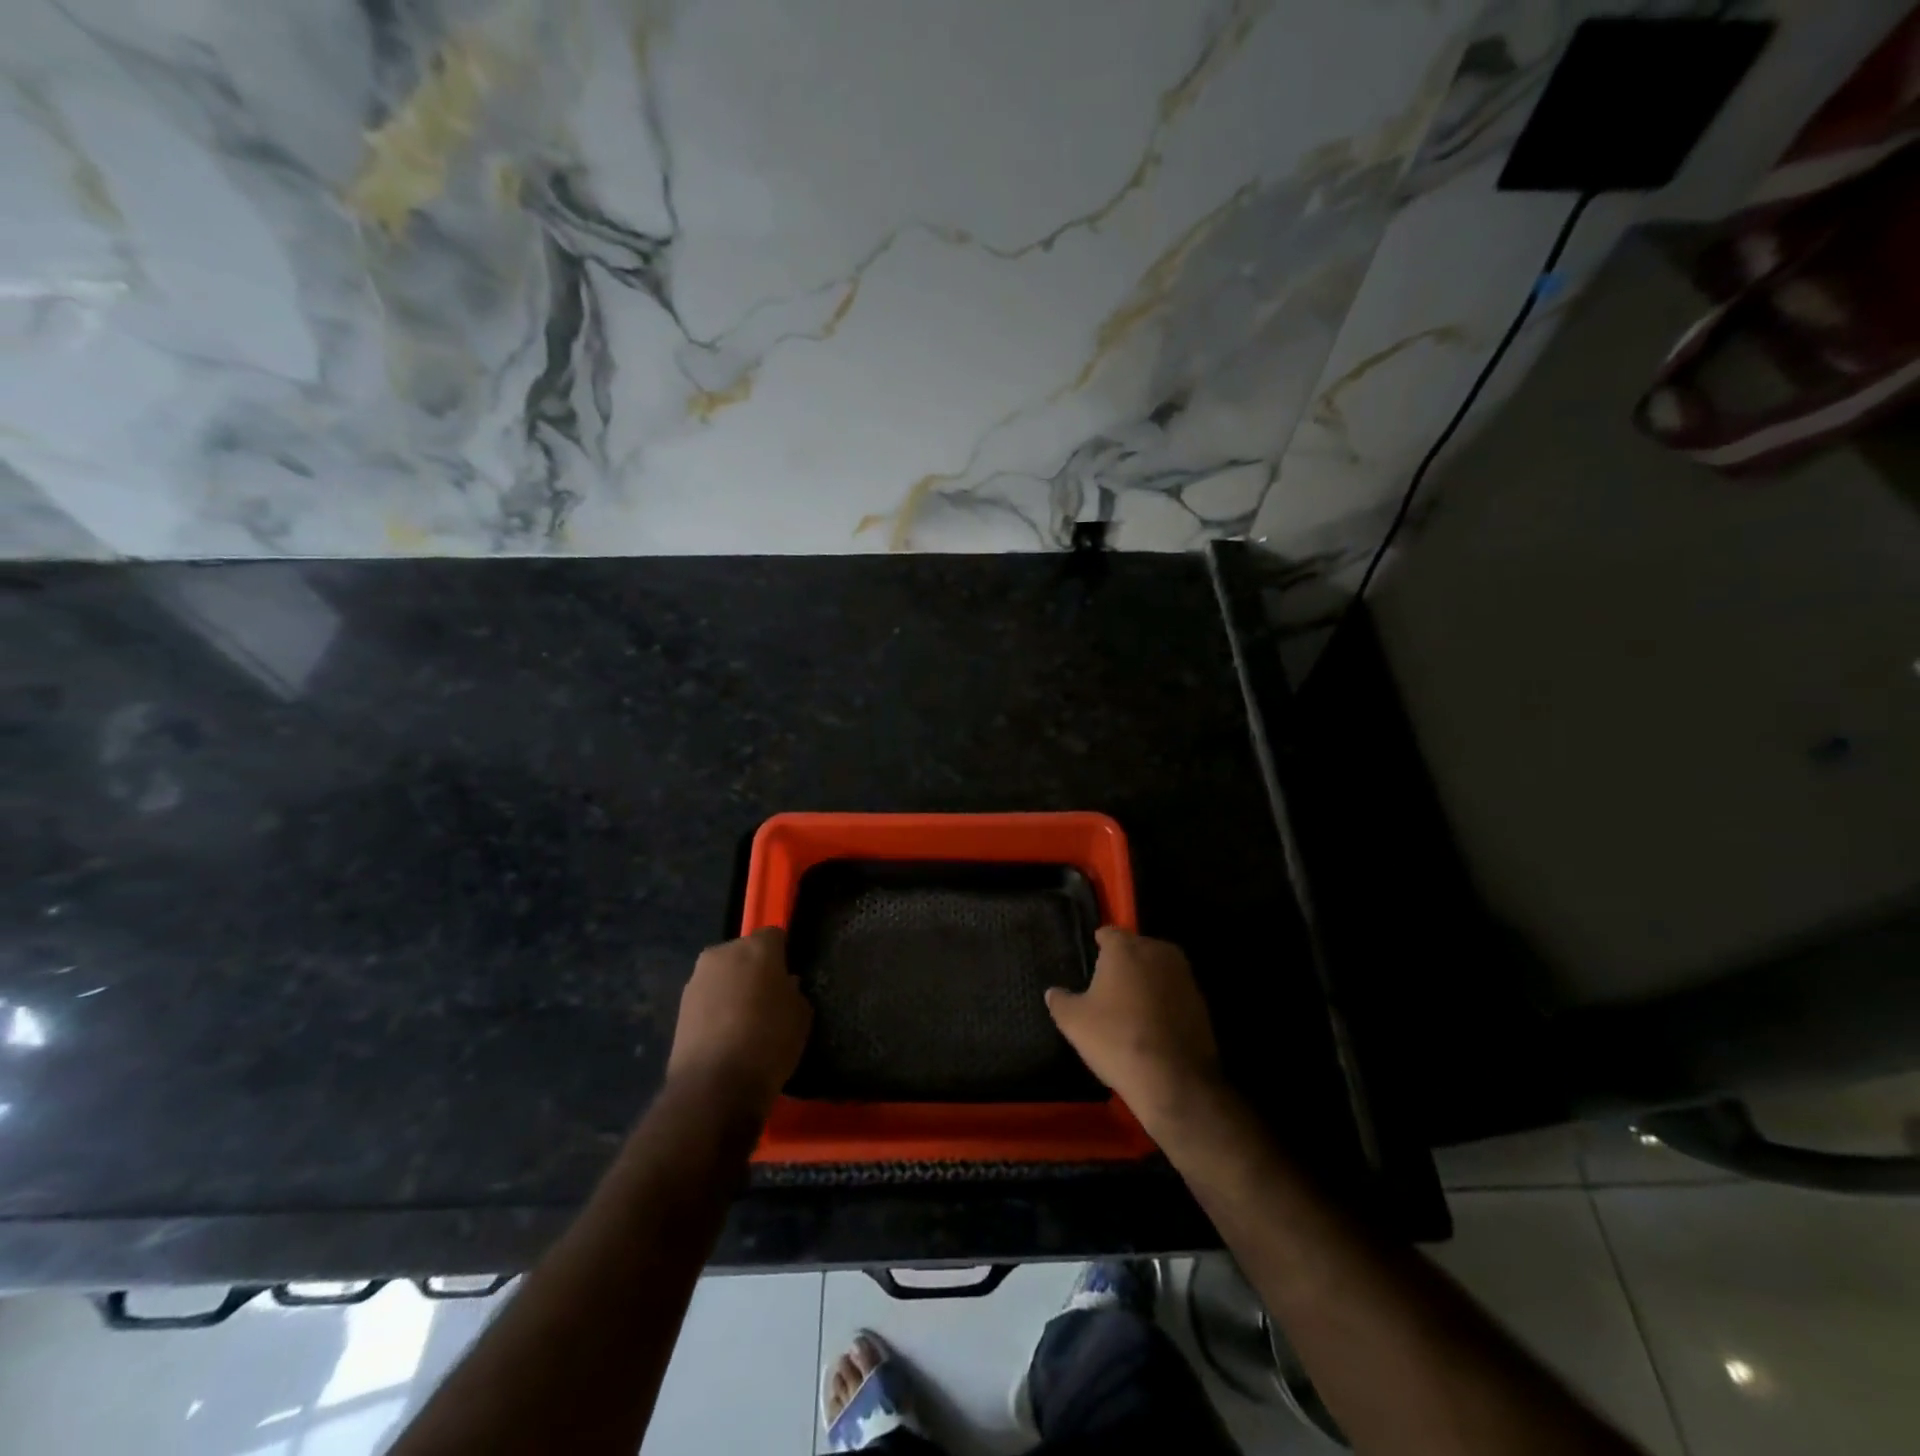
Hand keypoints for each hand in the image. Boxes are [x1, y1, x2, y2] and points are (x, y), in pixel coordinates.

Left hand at [667, 928, 811, 1121]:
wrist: (714, 1086)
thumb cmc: (769, 1042)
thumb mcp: (801, 1016)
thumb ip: (793, 992)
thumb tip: (784, 986)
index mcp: (757, 948)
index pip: (775, 935)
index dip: (783, 955)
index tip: (788, 977)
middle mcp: (723, 953)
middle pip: (745, 952)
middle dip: (755, 968)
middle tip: (768, 997)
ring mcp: (697, 978)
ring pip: (723, 973)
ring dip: (733, 987)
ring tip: (744, 1019)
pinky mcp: (680, 1005)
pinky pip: (707, 996)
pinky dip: (716, 1006)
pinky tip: (725, 1033)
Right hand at [1046, 927, 1222, 1134]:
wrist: (1174, 1080)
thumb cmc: (1116, 1039)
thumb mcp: (1074, 1022)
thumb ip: (1060, 1001)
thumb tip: (1053, 992)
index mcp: (1125, 948)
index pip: (1108, 933)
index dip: (1098, 946)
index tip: (1091, 959)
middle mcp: (1158, 951)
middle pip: (1135, 948)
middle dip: (1124, 961)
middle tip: (1108, 986)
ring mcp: (1184, 975)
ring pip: (1157, 969)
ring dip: (1146, 981)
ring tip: (1130, 1006)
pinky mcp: (1201, 1001)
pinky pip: (1174, 992)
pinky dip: (1164, 1001)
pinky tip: (1153, 1024)